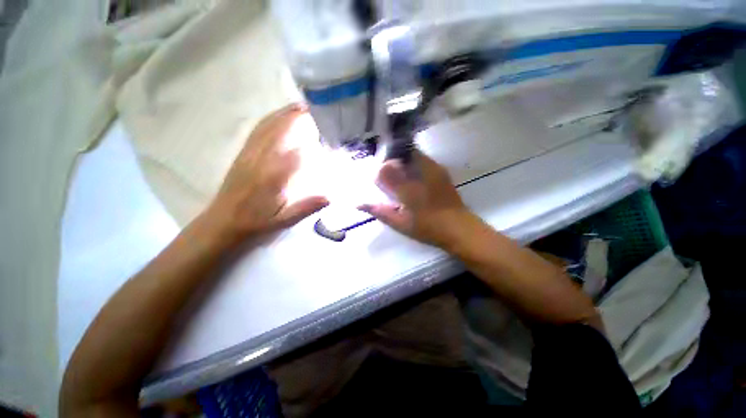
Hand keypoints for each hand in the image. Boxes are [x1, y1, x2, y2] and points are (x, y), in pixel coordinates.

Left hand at [200, 104, 328, 244]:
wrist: (223, 222)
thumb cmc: (256, 223)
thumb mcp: (283, 221)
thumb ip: (305, 208)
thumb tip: (330, 196)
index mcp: (272, 176)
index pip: (295, 150)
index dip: (311, 137)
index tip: (328, 129)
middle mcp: (260, 159)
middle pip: (280, 130)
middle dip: (299, 117)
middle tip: (320, 108)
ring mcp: (249, 153)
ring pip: (268, 126)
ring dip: (285, 114)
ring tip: (304, 106)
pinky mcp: (243, 153)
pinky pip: (257, 130)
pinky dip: (271, 119)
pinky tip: (279, 115)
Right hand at [359, 151, 475, 247]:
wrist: (459, 228)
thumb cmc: (427, 227)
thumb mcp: (399, 222)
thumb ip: (379, 211)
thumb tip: (357, 203)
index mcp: (407, 186)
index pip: (386, 168)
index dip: (380, 171)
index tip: (379, 180)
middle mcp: (420, 172)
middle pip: (400, 154)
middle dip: (391, 161)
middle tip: (389, 177)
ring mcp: (433, 169)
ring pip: (413, 154)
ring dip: (403, 161)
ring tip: (401, 178)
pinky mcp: (441, 171)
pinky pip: (423, 159)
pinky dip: (414, 164)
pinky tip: (414, 179)